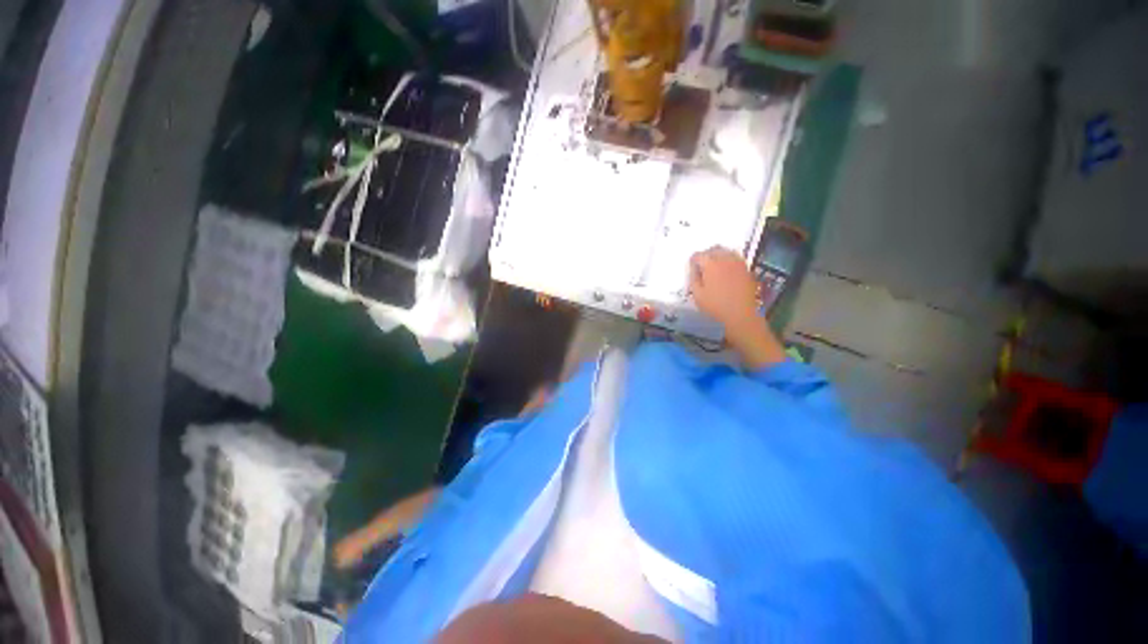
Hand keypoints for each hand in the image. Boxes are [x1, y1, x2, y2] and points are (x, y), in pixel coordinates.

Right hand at [689, 246, 785, 368]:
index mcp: (711, 264)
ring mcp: (738, 263)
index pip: (698, 255)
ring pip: (726, 251)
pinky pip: (735, 258)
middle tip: (701, 268)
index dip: (692, 262)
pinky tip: (726, 273)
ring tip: (714, 268)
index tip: (691, 271)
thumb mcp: (697, 294)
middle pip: (713, 249)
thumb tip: (694, 268)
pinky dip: (728, 261)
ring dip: (718, 256)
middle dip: (706, 255)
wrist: (740, 317)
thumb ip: (693, 278)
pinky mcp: (746, 269)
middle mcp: (725, 259)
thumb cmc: (715, 307)